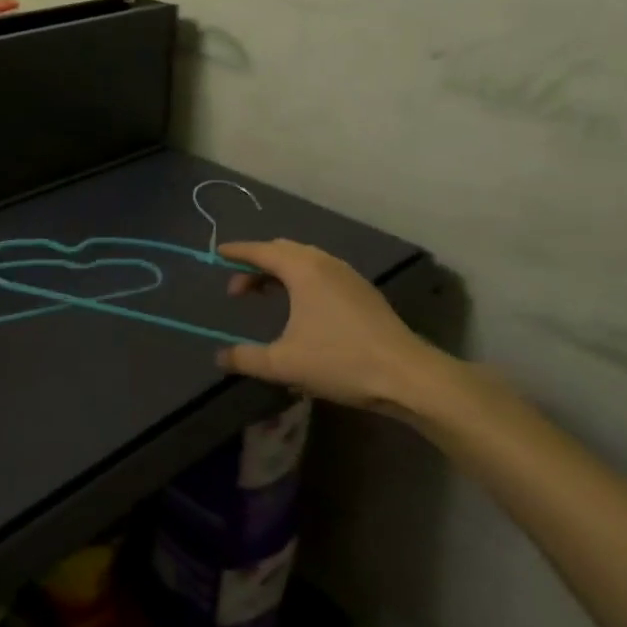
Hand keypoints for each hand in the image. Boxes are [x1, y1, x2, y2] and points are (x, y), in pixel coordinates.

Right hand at [216, 240, 458, 417]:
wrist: (407, 375)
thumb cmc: (340, 361)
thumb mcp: (284, 363)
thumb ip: (246, 358)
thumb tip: (220, 358)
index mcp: (302, 270)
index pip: (261, 251)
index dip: (237, 252)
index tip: (218, 254)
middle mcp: (324, 263)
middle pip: (282, 251)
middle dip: (257, 263)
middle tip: (239, 288)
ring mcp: (348, 275)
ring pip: (305, 260)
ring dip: (281, 271)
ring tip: (266, 294)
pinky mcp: (363, 292)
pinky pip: (322, 271)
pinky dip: (301, 278)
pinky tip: (301, 306)